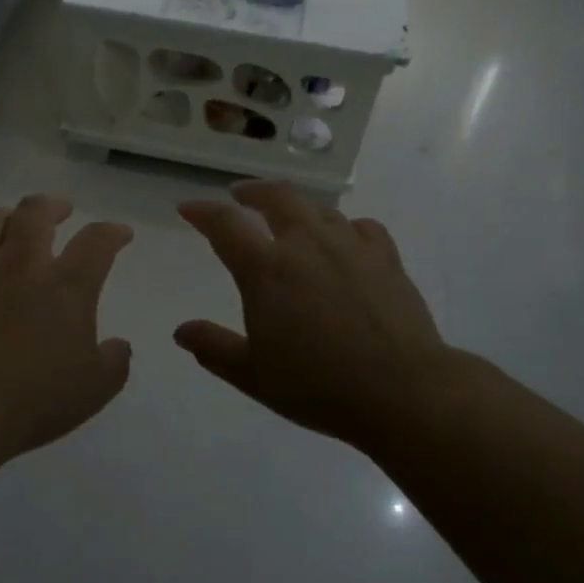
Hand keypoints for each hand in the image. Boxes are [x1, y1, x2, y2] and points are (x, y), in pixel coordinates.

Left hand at [0, 195, 134, 457]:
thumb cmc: (33, 399)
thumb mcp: (93, 390)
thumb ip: (114, 363)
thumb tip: (119, 346)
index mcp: (66, 286)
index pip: (97, 242)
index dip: (112, 232)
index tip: (119, 233)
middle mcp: (21, 266)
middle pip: (35, 212)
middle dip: (52, 205)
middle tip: (60, 211)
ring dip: (3, 216)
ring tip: (9, 223)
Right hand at [175, 182, 454, 446]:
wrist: (402, 391)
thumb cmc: (318, 386)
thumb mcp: (253, 375)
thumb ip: (214, 348)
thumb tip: (181, 331)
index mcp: (265, 269)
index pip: (225, 224)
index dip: (202, 212)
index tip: (188, 208)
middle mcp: (305, 244)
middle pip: (276, 196)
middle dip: (252, 191)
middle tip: (240, 194)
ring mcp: (349, 246)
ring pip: (318, 209)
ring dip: (297, 208)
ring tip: (290, 218)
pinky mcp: (386, 257)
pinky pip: (361, 226)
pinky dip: (345, 227)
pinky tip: (345, 239)